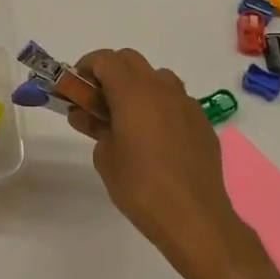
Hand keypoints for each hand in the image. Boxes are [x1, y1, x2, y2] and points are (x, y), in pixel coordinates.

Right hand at [68, 49, 260, 278]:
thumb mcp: (105, 157)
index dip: (86, 67)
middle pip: (130, 60)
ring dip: (138, 86)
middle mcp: (161, 88)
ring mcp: (186, 103)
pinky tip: (156, 138)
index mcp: (133, 91)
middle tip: (98, 100)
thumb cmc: (141, 186)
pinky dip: (160, 107)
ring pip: (157, 77)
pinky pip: (176, 101)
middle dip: (110, 72)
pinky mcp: (202, 122)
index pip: (105, 59)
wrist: (195, 219)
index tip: (77, 88)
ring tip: (129, 118)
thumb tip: (86, 115)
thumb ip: (94, 127)